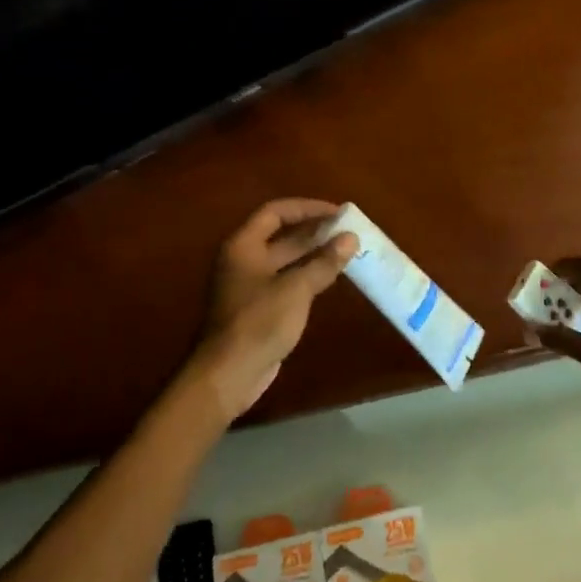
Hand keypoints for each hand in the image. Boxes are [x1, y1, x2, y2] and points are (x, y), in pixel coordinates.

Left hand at [190, 199, 357, 420]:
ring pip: (287, 261)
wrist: (229, 373)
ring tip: (347, 251)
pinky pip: (287, 283)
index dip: (307, 208)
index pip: (276, 213)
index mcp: (243, 246)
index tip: (338, 212)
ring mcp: (251, 286)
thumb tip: (350, 238)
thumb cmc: (259, 323)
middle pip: (282, 236)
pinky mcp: (260, 309)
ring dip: (315, 255)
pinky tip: (331, 278)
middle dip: (315, 232)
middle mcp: (244, 260)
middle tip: (349, 231)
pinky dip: (308, 277)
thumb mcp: (296, 289)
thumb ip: (324, 262)